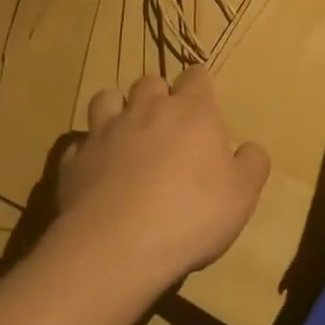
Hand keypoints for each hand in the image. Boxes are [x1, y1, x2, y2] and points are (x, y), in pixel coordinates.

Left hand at [53, 67, 269, 292]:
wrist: (116, 250)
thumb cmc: (191, 214)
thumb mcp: (243, 194)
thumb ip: (252, 164)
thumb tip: (248, 149)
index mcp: (192, 110)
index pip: (196, 75)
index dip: (200, 86)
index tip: (203, 105)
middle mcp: (147, 110)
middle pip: (149, 81)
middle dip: (157, 95)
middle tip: (166, 124)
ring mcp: (105, 133)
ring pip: (106, 99)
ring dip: (116, 110)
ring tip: (125, 136)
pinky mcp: (72, 163)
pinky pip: (78, 145)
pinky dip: (87, 152)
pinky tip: (96, 173)